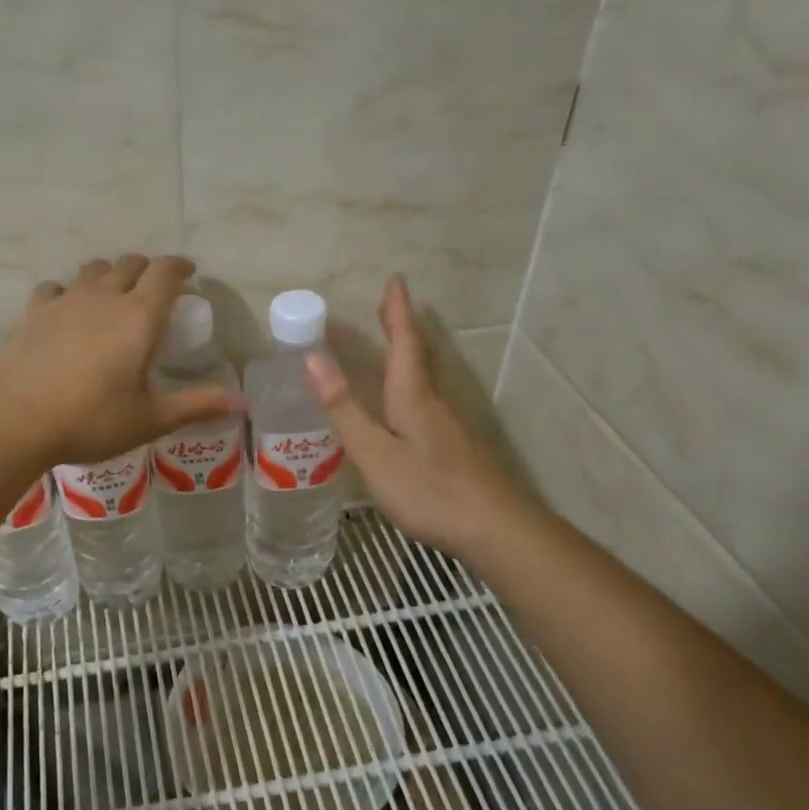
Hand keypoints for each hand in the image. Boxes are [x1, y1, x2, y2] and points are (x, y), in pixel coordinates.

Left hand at [0, 254, 243, 465]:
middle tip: (155, 289)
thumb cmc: (92, 421)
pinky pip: (56, 287)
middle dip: (148, 270)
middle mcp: (104, 297)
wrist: (19, 422)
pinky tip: (67, 309)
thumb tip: (243, 402)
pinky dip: (68, 292)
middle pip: (130, 264)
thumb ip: (197, 404)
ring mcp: (65, 301)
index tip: (189, 274)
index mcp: (139, 317)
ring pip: (93, 270)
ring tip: (114, 295)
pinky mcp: (34, 313)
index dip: (180, 267)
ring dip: (110, 275)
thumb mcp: (151, 419)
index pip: (165, 272)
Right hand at [305, 276, 529, 554]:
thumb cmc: (428, 490)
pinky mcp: (458, 447)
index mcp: (413, 397)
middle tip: (390, 304)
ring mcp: (451, 425)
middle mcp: (435, 402)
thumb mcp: (374, 452)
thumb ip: (345, 409)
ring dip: (410, 354)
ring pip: (427, 378)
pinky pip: (430, 401)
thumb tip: (314, 359)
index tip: (395, 280)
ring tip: (395, 344)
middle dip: (403, 328)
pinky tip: (409, 404)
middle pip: (419, 356)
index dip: (397, 313)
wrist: (494, 529)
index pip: (403, 344)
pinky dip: (415, 384)